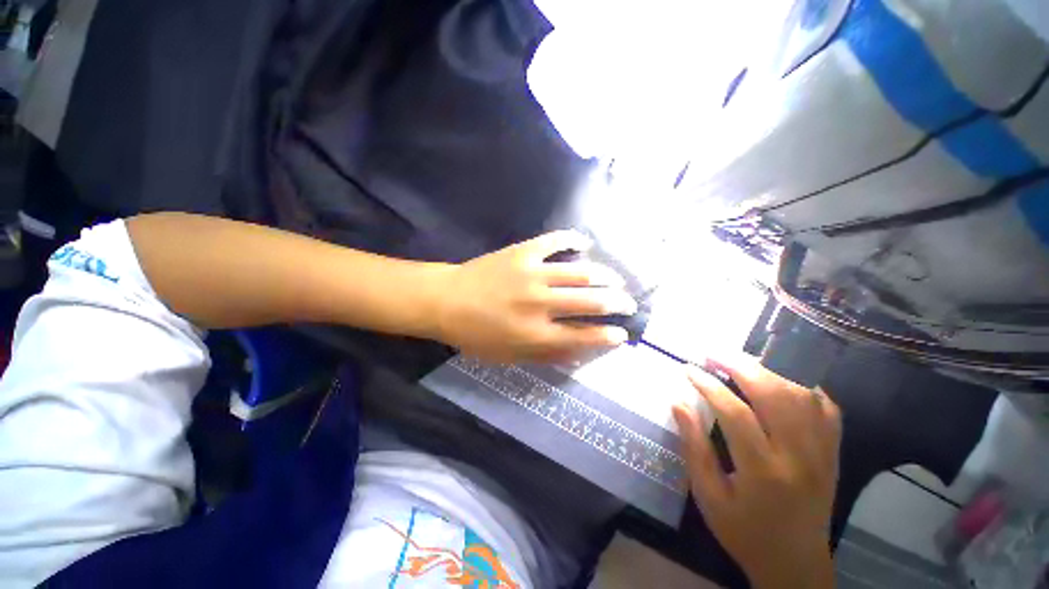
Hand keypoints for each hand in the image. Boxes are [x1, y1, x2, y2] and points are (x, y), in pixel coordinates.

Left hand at [433, 231, 635, 363]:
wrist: (446, 300)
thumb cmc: (476, 334)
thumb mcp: (509, 356)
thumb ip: (545, 356)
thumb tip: (579, 353)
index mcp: (535, 334)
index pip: (583, 336)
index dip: (607, 336)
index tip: (622, 334)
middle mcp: (539, 303)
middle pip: (590, 301)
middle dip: (616, 303)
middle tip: (628, 303)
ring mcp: (532, 273)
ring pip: (580, 272)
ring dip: (605, 275)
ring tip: (616, 279)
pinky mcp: (522, 252)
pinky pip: (554, 241)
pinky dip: (572, 240)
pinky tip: (585, 243)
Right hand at [672, 354, 840, 588]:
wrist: (795, 563)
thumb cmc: (744, 532)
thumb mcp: (708, 496)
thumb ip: (694, 447)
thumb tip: (678, 403)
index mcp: (764, 473)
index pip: (736, 414)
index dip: (709, 385)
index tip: (688, 369)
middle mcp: (800, 457)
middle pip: (774, 395)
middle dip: (739, 366)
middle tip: (712, 353)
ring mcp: (823, 453)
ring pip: (802, 395)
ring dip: (768, 370)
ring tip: (739, 362)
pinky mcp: (833, 453)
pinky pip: (826, 408)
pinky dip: (804, 385)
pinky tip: (781, 378)